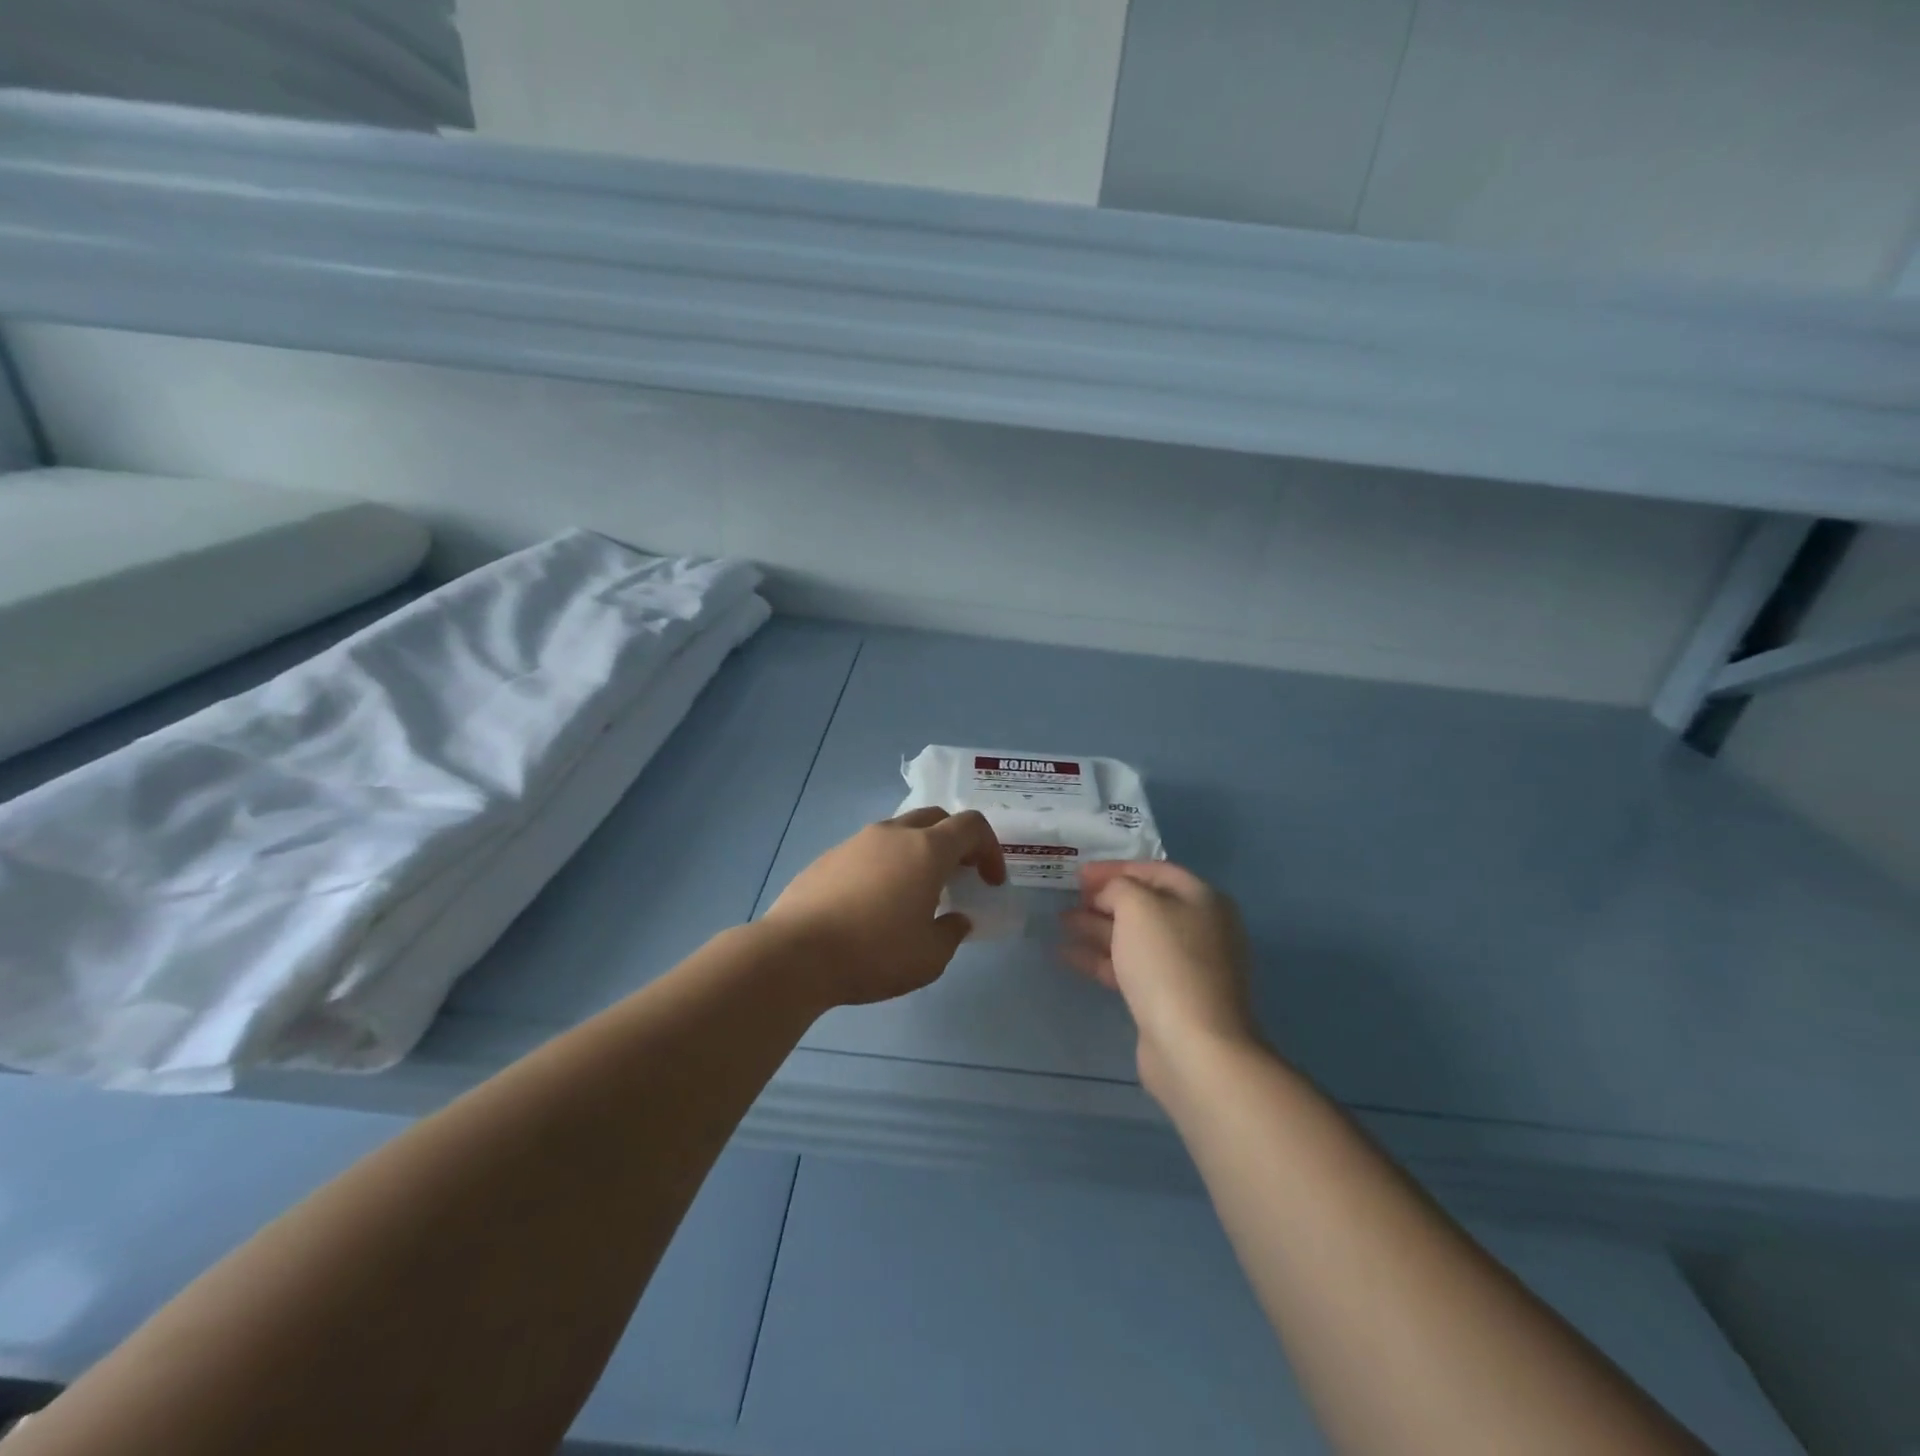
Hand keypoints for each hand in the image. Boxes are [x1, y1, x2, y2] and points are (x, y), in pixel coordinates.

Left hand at [761, 808, 1006, 1006]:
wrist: (794, 954)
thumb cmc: (874, 953)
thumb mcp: (929, 957)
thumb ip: (952, 932)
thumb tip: (955, 919)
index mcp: (926, 849)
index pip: (971, 826)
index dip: (990, 849)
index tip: (990, 881)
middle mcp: (893, 834)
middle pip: (936, 818)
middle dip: (956, 842)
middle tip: (959, 876)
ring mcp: (856, 841)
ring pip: (900, 831)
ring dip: (919, 851)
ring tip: (916, 891)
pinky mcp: (828, 857)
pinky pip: (870, 850)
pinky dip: (886, 864)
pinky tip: (875, 902)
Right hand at [1061, 861, 1264, 1095]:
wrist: (1194, 1046)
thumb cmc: (1167, 962)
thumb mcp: (1137, 906)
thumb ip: (1118, 887)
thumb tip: (1111, 895)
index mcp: (1202, 899)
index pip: (1154, 870)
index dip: (1115, 868)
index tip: (1078, 874)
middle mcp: (1199, 928)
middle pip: (1145, 904)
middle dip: (1104, 899)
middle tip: (1068, 899)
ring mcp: (1185, 966)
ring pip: (1134, 937)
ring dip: (1097, 928)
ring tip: (1061, 923)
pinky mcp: (1169, 998)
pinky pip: (1130, 967)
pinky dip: (1101, 958)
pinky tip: (1068, 955)